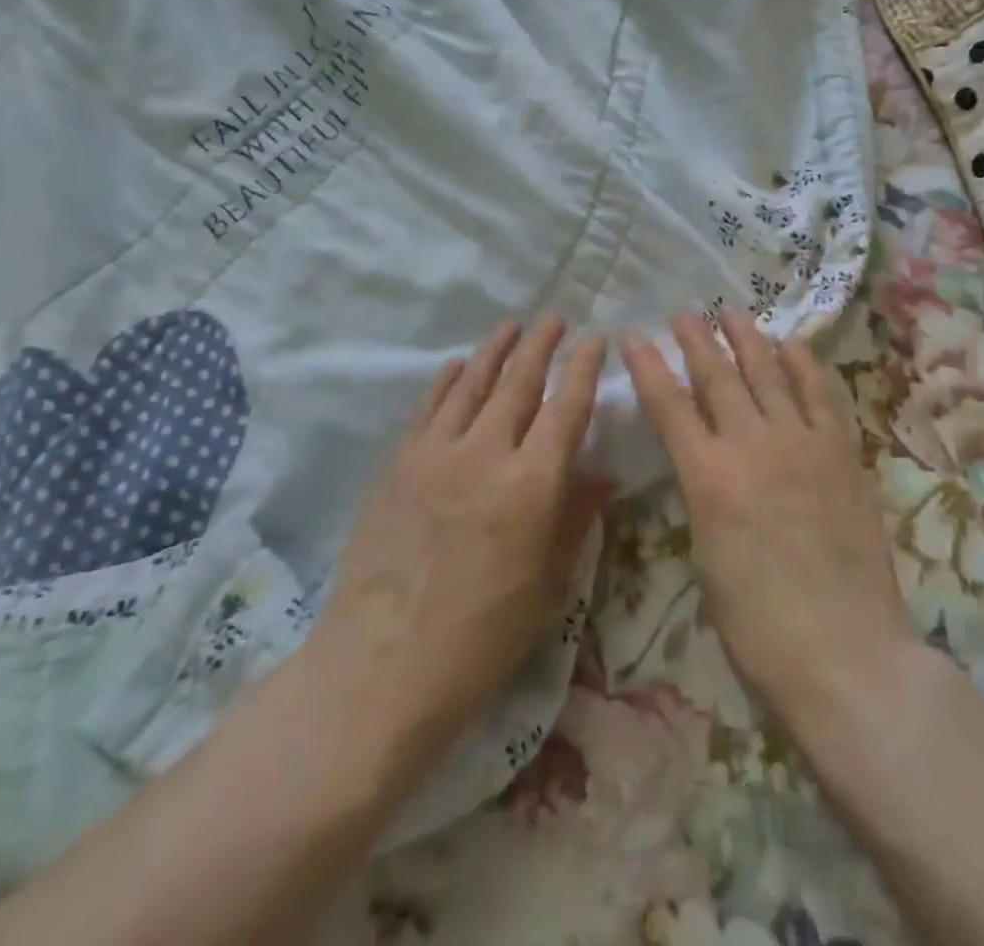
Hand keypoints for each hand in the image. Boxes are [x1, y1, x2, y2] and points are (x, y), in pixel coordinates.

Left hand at [299, 318, 610, 772]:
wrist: (381, 666)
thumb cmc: (482, 638)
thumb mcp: (549, 585)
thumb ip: (575, 518)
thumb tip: (602, 472)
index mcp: (532, 485)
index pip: (566, 407)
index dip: (583, 368)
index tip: (595, 338)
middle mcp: (486, 454)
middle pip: (519, 382)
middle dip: (541, 345)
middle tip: (555, 318)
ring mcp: (436, 454)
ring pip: (472, 384)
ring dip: (495, 350)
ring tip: (511, 325)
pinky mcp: (399, 465)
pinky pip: (428, 408)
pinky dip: (446, 380)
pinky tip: (456, 364)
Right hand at [620, 310, 917, 733]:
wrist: (846, 653)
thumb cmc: (759, 626)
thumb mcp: (707, 557)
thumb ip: (704, 497)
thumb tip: (706, 465)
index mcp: (708, 478)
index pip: (669, 405)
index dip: (648, 366)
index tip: (634, 335)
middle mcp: (753, 445)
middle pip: (718, 377)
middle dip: (696, 340)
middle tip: (684, 313)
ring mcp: (803, 444)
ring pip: (769, 374)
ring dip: (748, 339)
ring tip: (733, 313)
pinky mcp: (842, 453)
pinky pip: (821, 395)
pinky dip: (804, 365)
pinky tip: (793, 346)